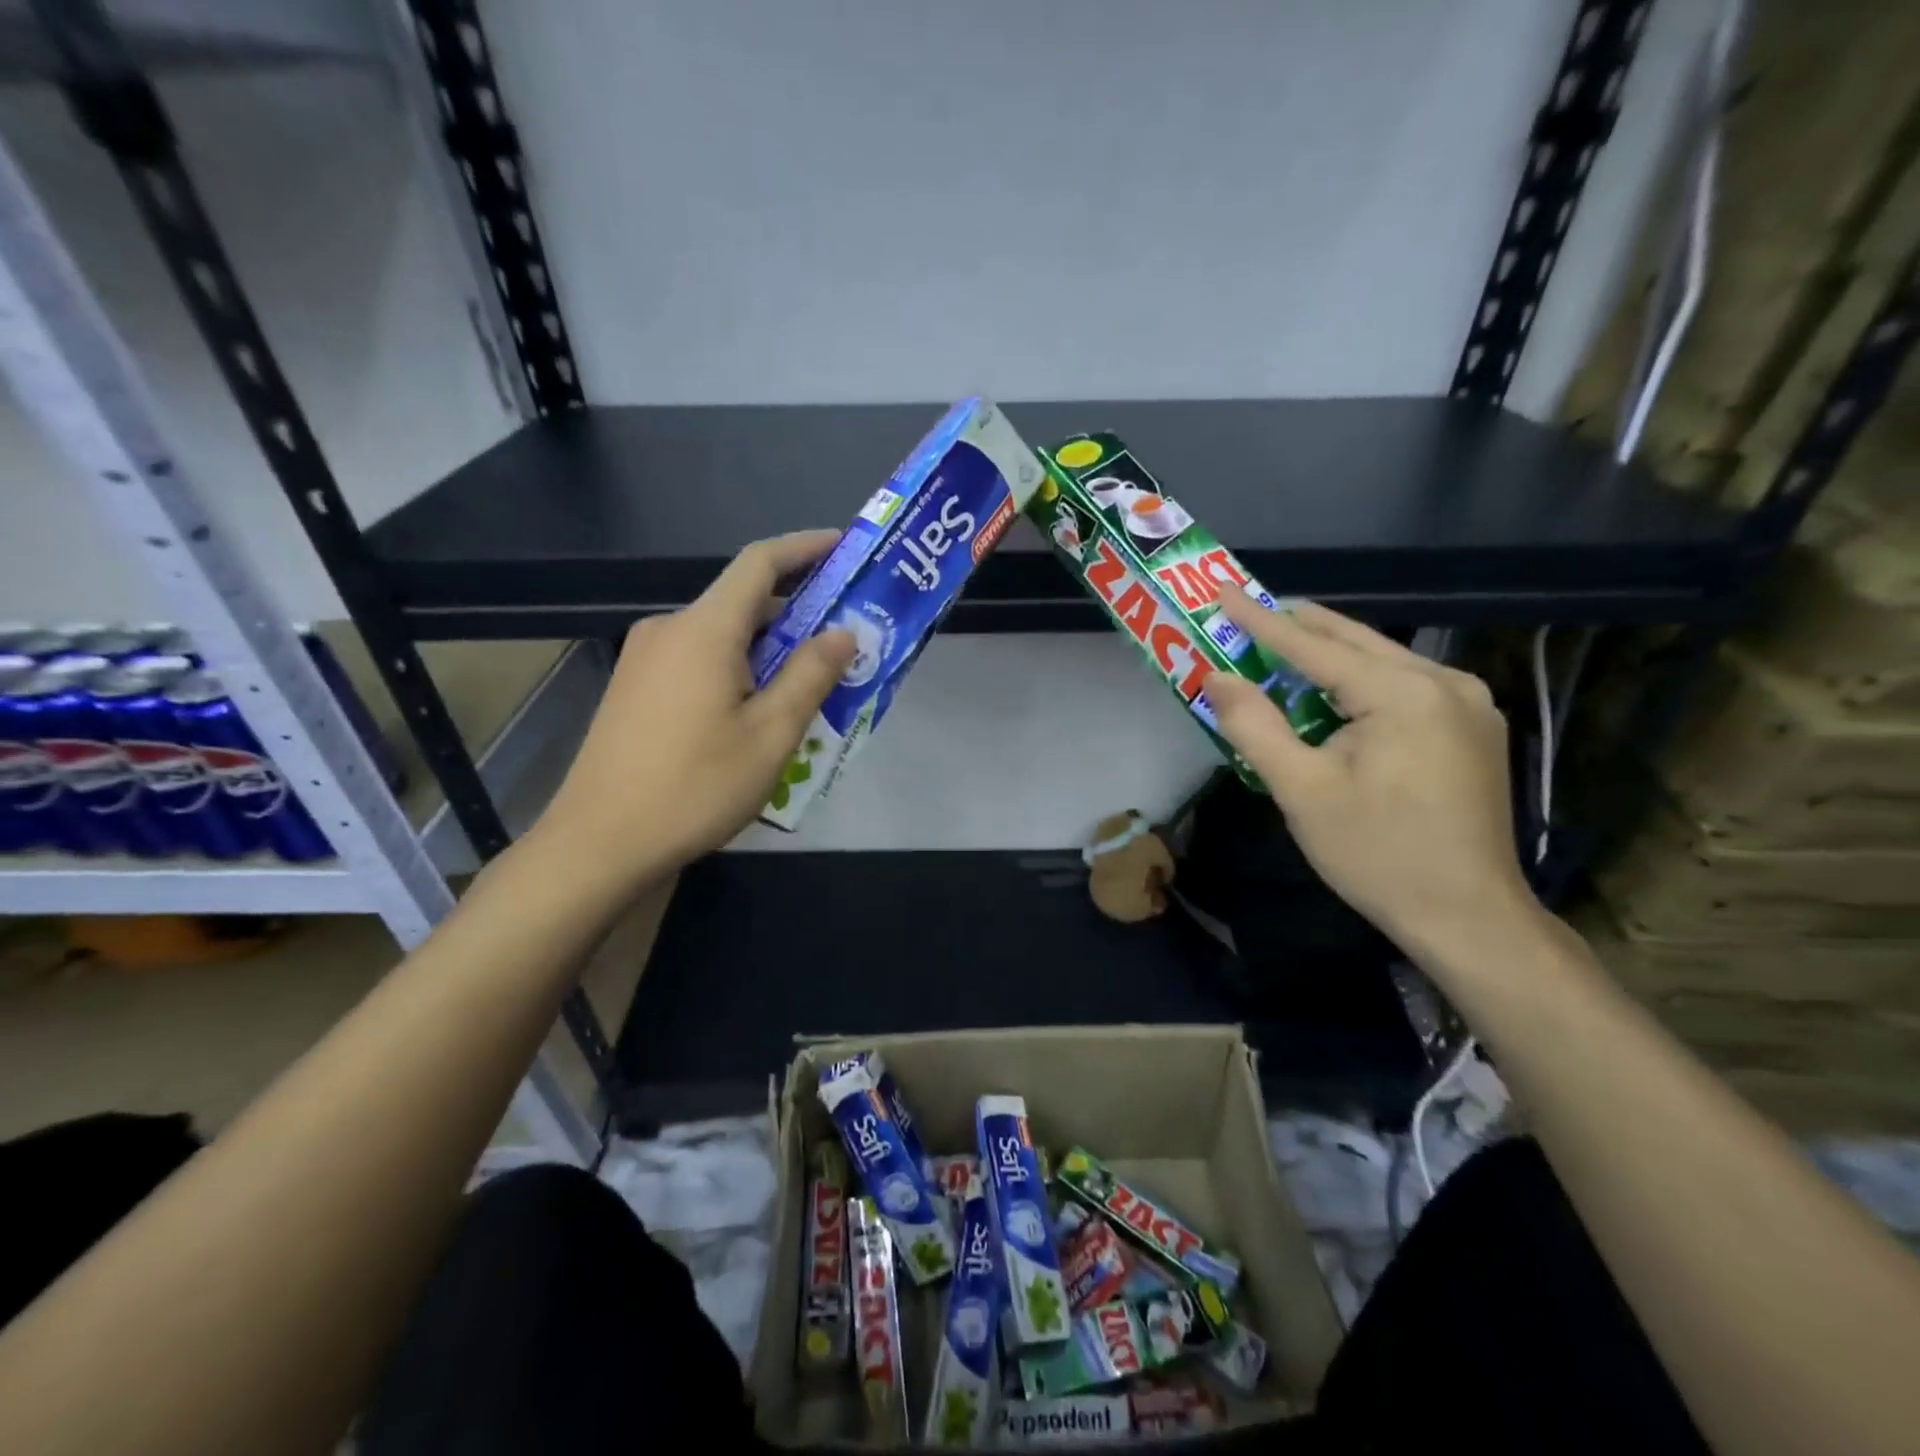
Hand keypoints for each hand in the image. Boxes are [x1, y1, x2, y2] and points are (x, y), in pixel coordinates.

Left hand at [535, 531, 854, 888]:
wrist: (600, 844)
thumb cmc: (695, 787)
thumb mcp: (771, 735)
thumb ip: (810, 676)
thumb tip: (843, 633)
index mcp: (704, 629)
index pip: (760, 563)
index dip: (805, 548)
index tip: (843, 547)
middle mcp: (669, 630)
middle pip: (743, 603)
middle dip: (797, 615)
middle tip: (845, 644)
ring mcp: (645, 661)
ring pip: (722, 638)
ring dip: (769, 651)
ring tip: (811, 689)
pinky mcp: (635, 690)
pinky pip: (699, 662)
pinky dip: (738, 671)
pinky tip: (759, 714)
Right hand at [1203, 598, 1537, 965]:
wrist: (1467, 916)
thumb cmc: (1376, 853)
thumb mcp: (1302, 790)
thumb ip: (1255, 726)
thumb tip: (1216, 677)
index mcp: (1403, 693)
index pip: (1315, 646)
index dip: (1261, 621)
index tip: (1222, 592)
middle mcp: (1445, 682)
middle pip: (1355, 642)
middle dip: (1296, 628)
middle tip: (1247, 613)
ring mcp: (1469, 703)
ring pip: (1382, 661)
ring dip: (1328, 655)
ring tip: (1280, 648)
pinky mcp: (1474, 727)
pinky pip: (1404, 685)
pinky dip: (1360, 680)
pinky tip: (1335, 692)